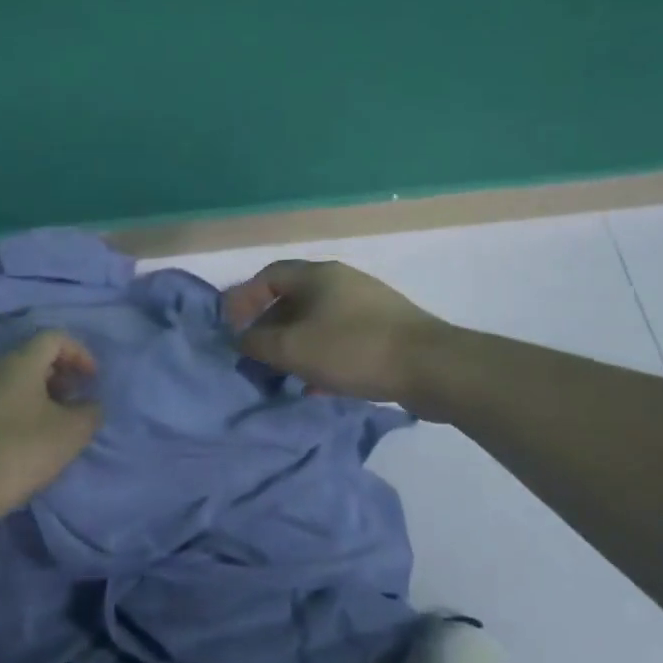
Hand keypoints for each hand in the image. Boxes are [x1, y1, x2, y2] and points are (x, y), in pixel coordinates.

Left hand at [0, 330, 103, 522]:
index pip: (54, 337)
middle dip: (61, 374)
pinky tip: (27, 439)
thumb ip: (90, 412)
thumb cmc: (22, 451)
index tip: (93, 379)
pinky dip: (20, 408)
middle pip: (33, 357)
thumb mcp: (71, 432)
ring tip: (55, 423)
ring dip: (40, 394)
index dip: (79, 352)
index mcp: (19, 362)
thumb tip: (89, 405)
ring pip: (14, 380)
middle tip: (76, 400)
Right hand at [223, 259, 443, 403]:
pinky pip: (340, 340)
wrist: (431, 367)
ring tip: (282, 374)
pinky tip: (317, 387)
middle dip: (269, 327)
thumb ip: (257, 343)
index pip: (268, 275)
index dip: (244, 299)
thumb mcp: (293, 348)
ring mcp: (366, 306)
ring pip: (317, 322)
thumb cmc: (353, 349)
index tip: (231, 328)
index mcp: (318, 276)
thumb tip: (240, 339)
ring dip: (295, 346)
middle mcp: (341, 283)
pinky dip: (321, 358)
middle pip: (293, 299)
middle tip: (255, 355)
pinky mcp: (385, 332)